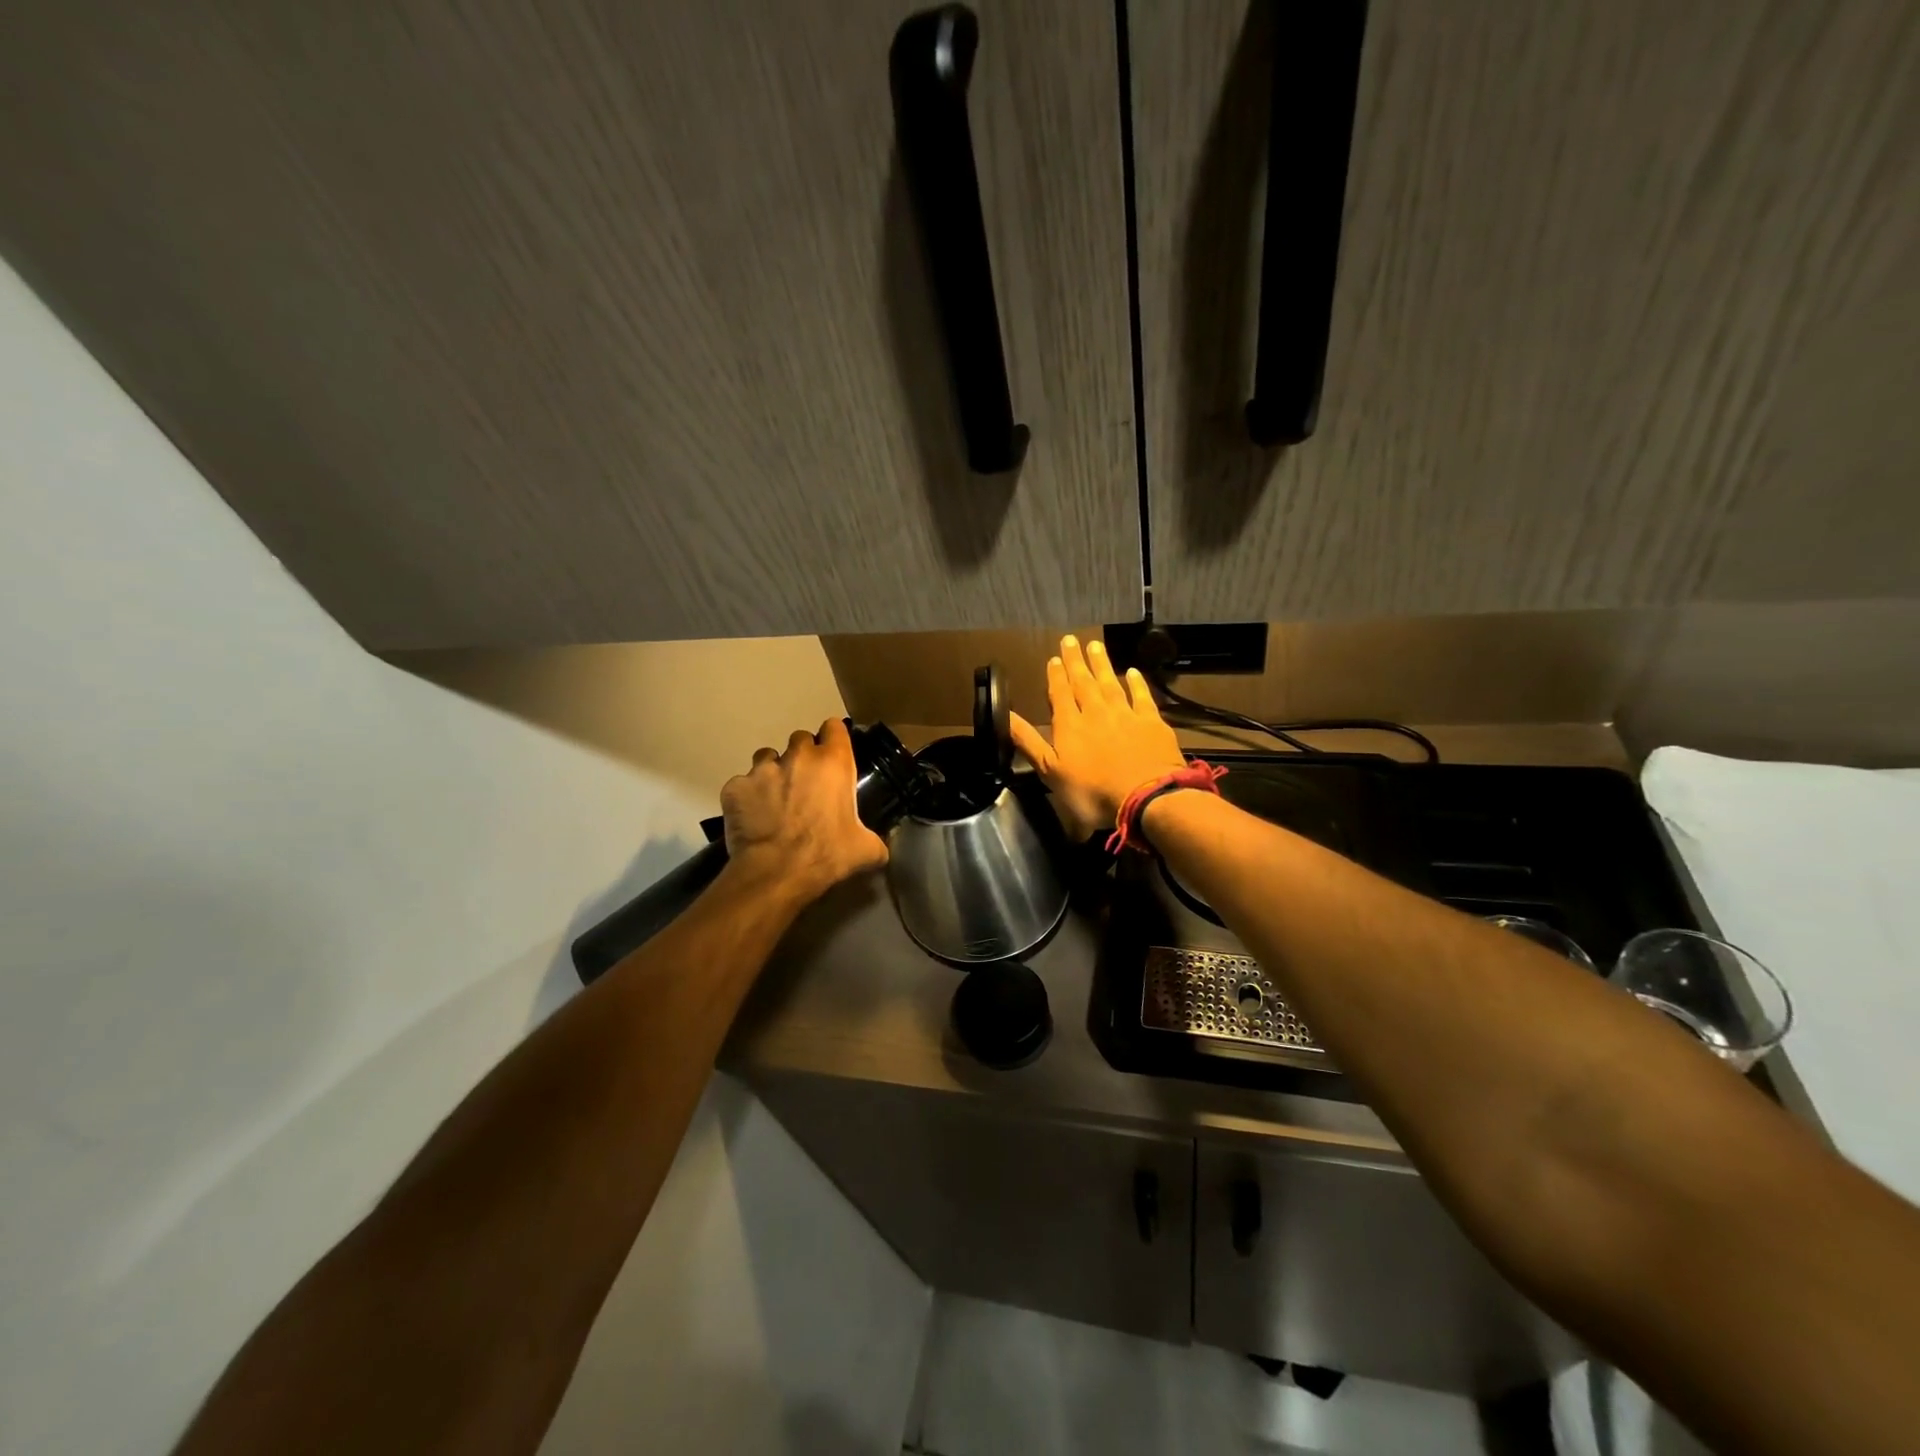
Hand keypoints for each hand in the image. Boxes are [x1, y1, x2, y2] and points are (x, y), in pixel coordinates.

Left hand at [721, 719, 888, 902]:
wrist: (775, 873)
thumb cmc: (827, 855)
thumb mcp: (865, 850)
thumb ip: (875, 840)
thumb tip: (879, 847)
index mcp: (833, 762)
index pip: (834, 728)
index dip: (834, 739)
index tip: (833, 755)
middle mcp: (798, 756)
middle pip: (801, 739)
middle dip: (803, 757)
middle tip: (805, 784)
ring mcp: (762, 769)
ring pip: (767, 756)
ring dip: (773, 771)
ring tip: (775, 798)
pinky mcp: (735, 786)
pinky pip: (742, 784)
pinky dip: (747, 796)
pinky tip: (752, 817)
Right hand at [1008, 635, 1185, 837]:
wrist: (1145, 798)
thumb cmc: (1092, 792)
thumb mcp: (1051, 772)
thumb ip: (1028, 742)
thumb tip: (1005, 715)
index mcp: (1069, 726)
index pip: (1060, 694)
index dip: (1056, 676)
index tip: (1054, 658)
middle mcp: (1096, 713)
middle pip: (1084, 682)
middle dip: (1076, 662)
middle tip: (1071, 640)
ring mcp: (1126, 715)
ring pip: (1110, 683)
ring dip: (1102, 664)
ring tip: (1095, 646)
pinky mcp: (1152, 723)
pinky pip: (1142, 697)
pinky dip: (1137, 683)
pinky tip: (1132, 672)